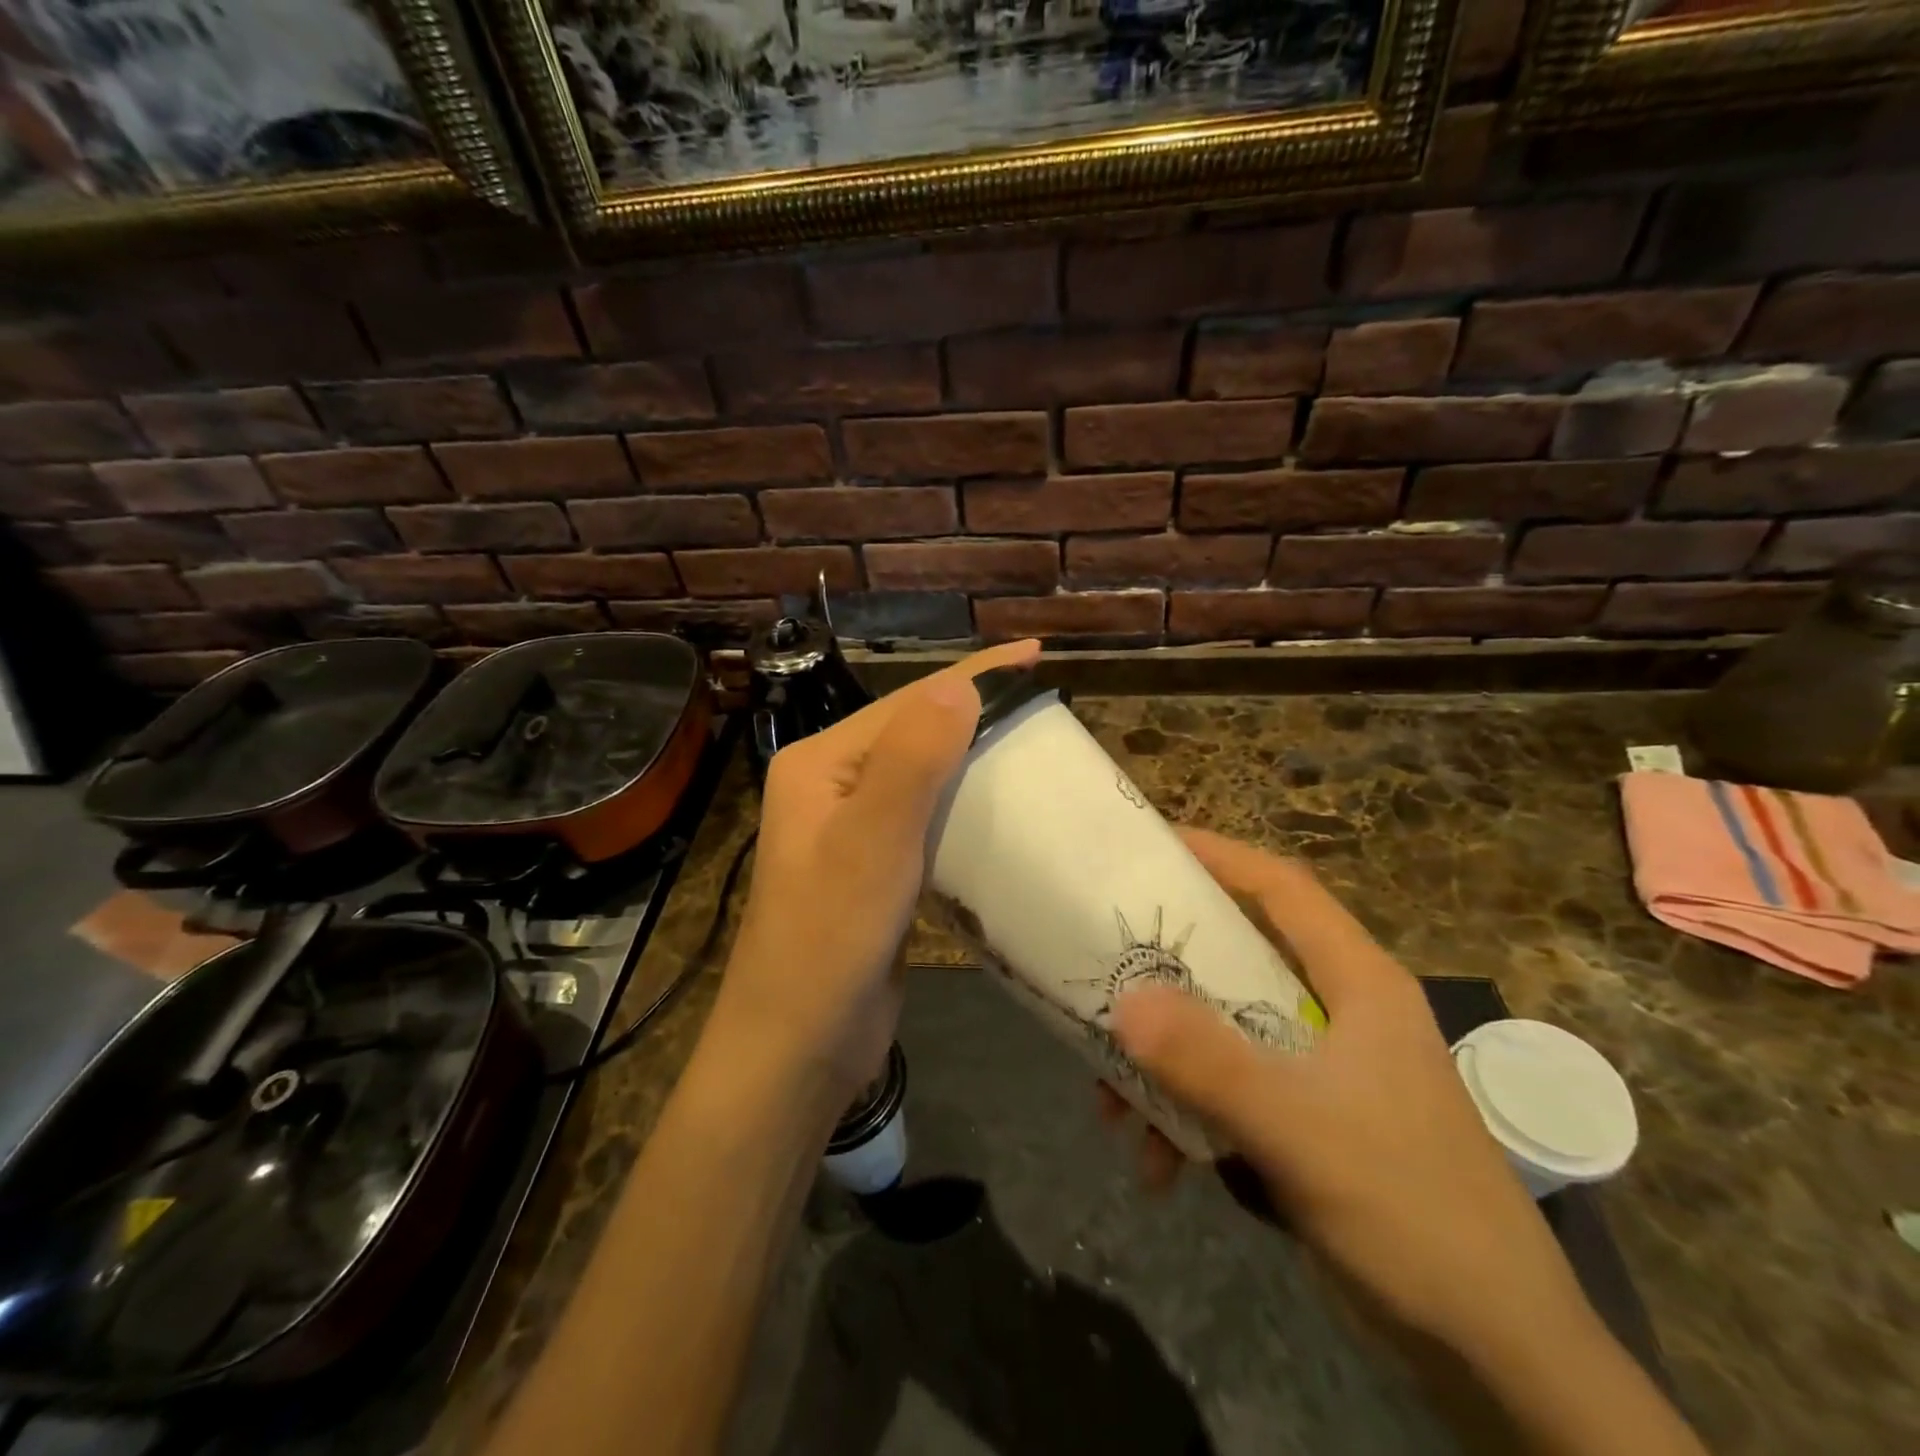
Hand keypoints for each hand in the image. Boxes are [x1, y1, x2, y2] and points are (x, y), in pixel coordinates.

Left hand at [721, 640, 1040, 1102]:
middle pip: (916, 732)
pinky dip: (965, 807)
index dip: (975, 675)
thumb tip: (961, 685)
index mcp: (821, 763)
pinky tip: (1002, 809)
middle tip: (1044, 706)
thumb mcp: (872, 842)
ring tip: (1034, 748)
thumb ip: (913, 759)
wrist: (798, 1045)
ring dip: (975, 759)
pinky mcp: (876, 869)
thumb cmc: (829, 939)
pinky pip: (927, 820)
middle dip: (977, 712)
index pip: (908, 703)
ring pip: (925, 776)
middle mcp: (833, 785)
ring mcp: (853, 829)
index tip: (1037, 654)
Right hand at [1108, 828, 1595, 1365]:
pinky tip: (1157, 1165)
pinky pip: (1230, 1093)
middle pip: (1238, 959)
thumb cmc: (1411, 1213)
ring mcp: (1322, 1071)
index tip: (1152, 845)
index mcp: (1357, 985)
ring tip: (1112, 1103)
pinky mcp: (1309, 1123)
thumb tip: (1123, 998)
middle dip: (1167, 974)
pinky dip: (1187, 1117)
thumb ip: (1209, 1062)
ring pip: (1224, 1032)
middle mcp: (1338, 1013)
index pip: (1284, 889)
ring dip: (1166, 1063)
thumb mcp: (1299, 1130)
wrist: (1496, 1358)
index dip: (1220, 856)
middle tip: (1105, 967)